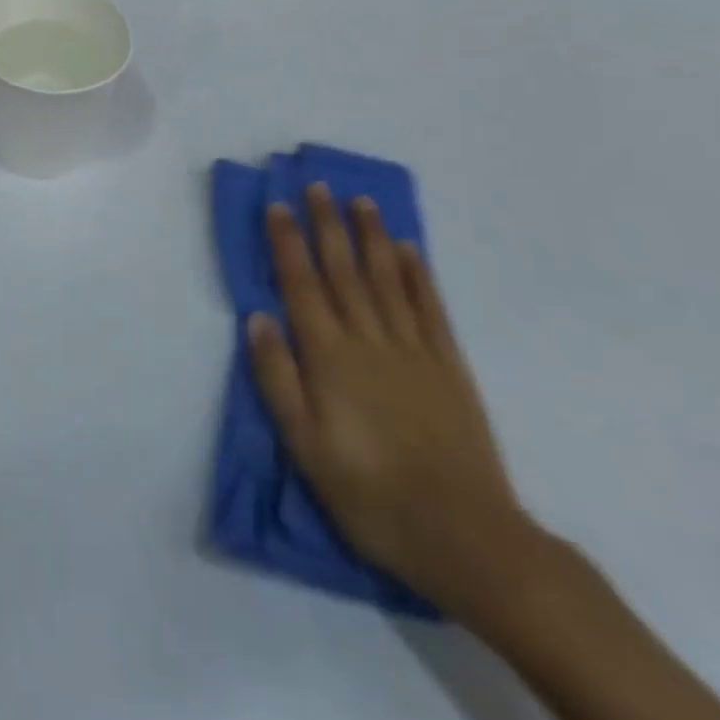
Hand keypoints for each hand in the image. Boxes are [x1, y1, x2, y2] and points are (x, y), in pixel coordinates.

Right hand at [245, 184, 544, 616]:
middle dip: (327, 224)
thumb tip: (256, 318)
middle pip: (343, 270)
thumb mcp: (303, 444)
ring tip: (361, 201)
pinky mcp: (449, 366)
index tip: (278, 205)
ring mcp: (413, 349)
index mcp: (329, 356)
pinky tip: (408, 250)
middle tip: (318, 185)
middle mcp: (369, 339)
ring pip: (386, 278)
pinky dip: (417, 274)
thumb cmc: (368, 493)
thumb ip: (277, 377)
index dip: (287, 242)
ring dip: (371, 236)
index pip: (301, 284)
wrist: (462, 534)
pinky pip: (429, 307)